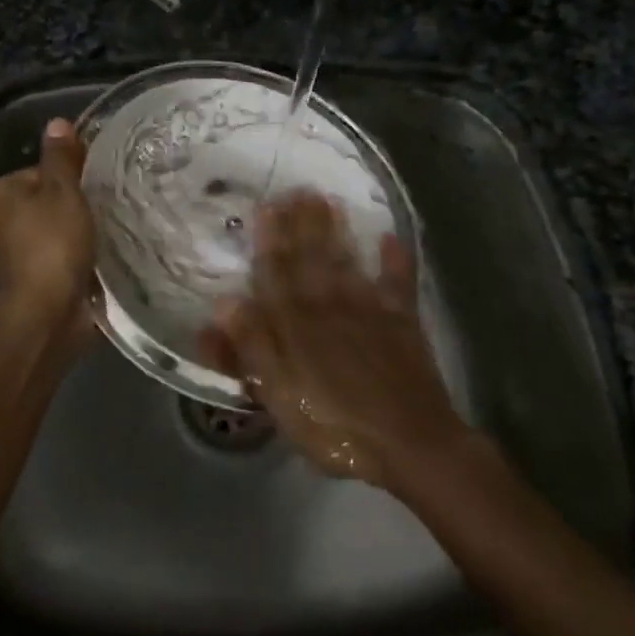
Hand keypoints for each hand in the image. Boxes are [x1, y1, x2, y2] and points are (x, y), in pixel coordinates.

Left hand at [0, 118, 95, 340]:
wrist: (47, 312)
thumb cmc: (53, 243)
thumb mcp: (63, 191)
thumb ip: (62, 157)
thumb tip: (57, 122)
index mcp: (4, 191)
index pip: (43, 169)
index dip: (74, 172)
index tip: (99, 181)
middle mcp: (6, 219)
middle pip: (52, 198)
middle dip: (80, 202)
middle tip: (111, 203)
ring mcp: (21, 250)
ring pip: (61, 227)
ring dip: (84, 230)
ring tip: (114, 227)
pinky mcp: (39, 276)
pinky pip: (66, 253)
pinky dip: (83, 253)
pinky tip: (106, 253)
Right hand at [200, 192, 468, 490]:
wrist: (411, 446)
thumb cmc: (336, 428)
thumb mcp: (280, 397)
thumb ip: (252, 349)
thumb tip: (224, 303)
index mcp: (297, 325)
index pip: (277, 273)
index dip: (271, 240)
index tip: (266, 207)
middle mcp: (330, 306)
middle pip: (311, 258)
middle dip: (302, 223)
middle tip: (297, 189)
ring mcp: (369, 311)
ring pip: (347, 261)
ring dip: (337, 230)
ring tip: (329, 200)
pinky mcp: (403, 322)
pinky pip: (397, 282)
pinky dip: (394, 259)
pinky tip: (390, 237)